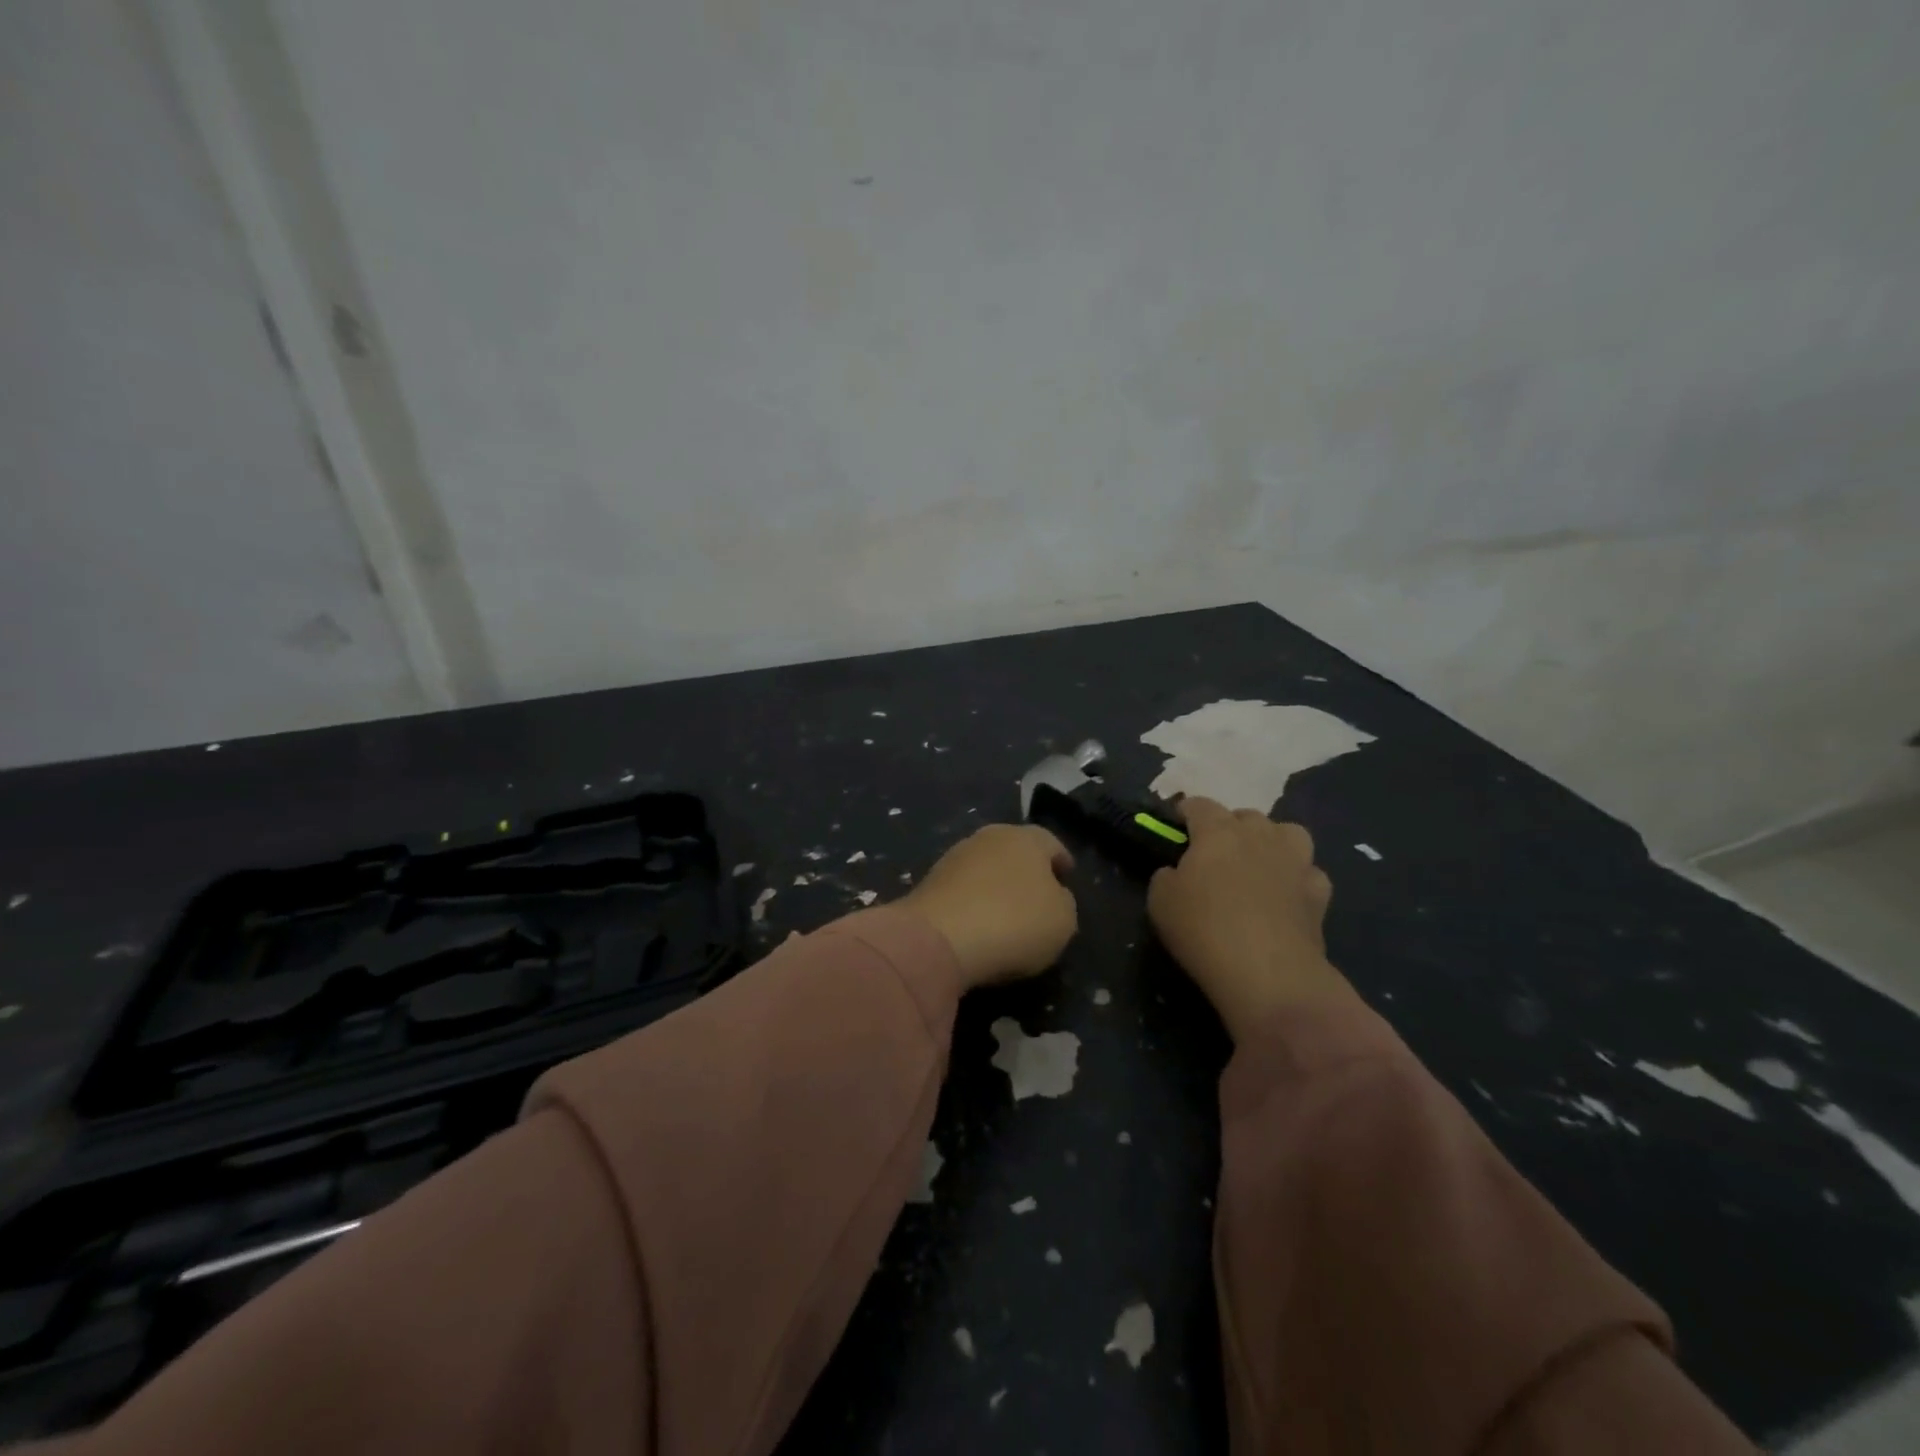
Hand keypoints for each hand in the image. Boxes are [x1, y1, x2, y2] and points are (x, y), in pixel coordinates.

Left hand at [904, 824, 1077, 989]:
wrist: (939, 938)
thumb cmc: (1015, 922)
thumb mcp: (1063, 920)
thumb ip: (1063, 902)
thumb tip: (1053, 895)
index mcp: (1026, 838)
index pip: (1051, 843)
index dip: (1061, 862)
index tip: (1066, 878)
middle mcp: (989, 837)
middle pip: (1014, 850)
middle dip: (1026, 871)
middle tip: (1037, 897)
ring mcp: (954, 857)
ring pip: (985, 867)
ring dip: (996, 885)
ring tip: (1006, 915)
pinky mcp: (929, 882)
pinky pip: (963, 890)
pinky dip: (973, 902)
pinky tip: (978, 925)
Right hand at [1147, 798, 1354, 1039]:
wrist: (1267, 974)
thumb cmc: (1204, 929)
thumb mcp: (1159, 901)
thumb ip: (1166, 876)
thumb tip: (1177, 872)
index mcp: (1218, 831)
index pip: (1199, 805)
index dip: (1186, 812)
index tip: (1176, 827)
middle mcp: (1260, 836)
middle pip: (1245, 816)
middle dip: (1230, 827)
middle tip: (1214, 855)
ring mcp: (1295, 862)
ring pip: (1287, 833)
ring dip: (1272, 841)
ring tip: (1258, 865)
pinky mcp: (1320, 893)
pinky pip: (1308, 873)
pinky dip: (1297, 879)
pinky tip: (1286, 897)